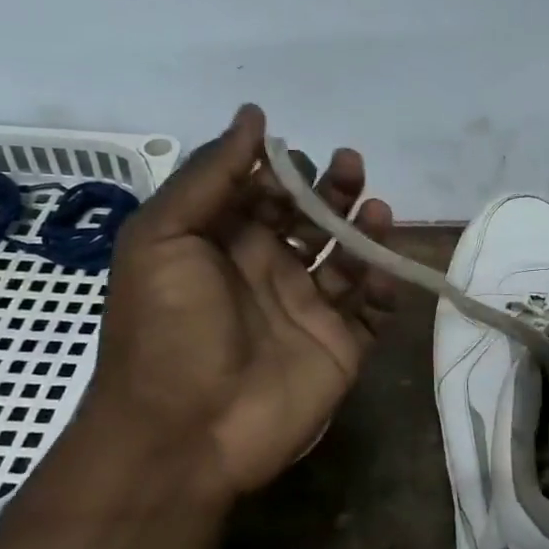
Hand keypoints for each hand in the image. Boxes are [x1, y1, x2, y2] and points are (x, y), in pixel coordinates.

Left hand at [82, 104, 396, 499]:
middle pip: (312, 220)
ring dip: (364, 230)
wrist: (185, 432)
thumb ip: (210, 175)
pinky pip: (373, 309)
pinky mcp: (341, 347)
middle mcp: (269, 272)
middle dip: (332, 190)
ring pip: (348, 259)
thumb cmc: (167, 328)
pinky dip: (385, 284)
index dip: (283, 170)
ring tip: (375, 209)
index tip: (299, 154)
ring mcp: (309, 311)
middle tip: (350, 167)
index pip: (264, 194)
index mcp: (224, 246)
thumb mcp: (164, 237)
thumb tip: (254, 116)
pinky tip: (384, 265)